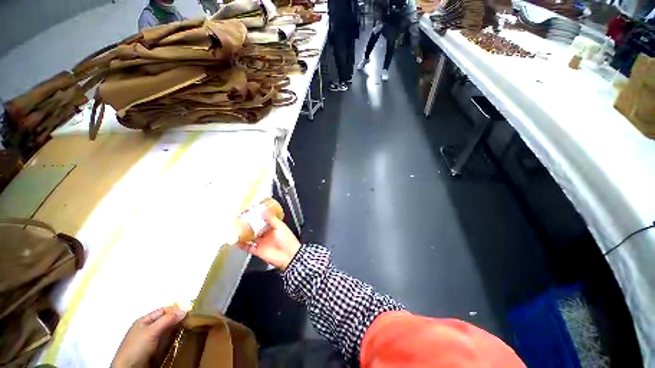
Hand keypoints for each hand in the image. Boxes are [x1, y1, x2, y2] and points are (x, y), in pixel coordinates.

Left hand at [111, 307, 185, 367]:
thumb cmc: (136, 348)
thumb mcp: (152, 331)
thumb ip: (167, 320)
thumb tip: (184, 310)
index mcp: (144, 321)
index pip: (164, 310)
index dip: (176, 309)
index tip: (190, 311)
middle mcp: (148, 329)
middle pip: (166, 321)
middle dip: (178, 320)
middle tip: (193, 320)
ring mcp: (151, 341)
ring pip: (168, 332)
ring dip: (177, 331)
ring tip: (190, 330)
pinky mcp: (154, 352)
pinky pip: (167, 343)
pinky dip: (175, 341)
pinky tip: (181, 341)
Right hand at [238, 210, 300, 269]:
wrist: (289, 255)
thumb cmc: (288, 240)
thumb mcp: (280, 226)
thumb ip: (271, 219)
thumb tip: (264, 210)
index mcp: (273, 227)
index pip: (263, 220)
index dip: (257, 217)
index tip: (250, 212)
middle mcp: (267, 234)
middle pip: (255, 228)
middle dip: (249, 224)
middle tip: (240, 219)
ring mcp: (262, 242)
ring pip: (251, 237)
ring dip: (244, 234)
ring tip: (236, 228)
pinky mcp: (258, 251)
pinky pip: (248, 247)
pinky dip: (242, 245)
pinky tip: (236, 240)